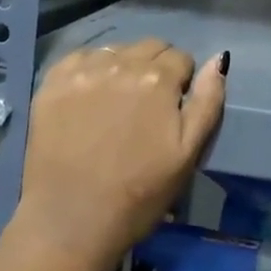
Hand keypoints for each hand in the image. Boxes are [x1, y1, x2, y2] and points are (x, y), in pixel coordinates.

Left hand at [11, 40, 227, 270]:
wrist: (71, 223)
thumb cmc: (140, 193)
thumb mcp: (189, 153)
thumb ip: (208, 101)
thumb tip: (218, 59)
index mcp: (159, 79)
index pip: (181, 58)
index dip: (182, 82)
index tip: (172, 109)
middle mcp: (121, 64)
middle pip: (150, 47)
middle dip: (155, 68)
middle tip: (146, 107)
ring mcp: (83, 71)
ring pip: (115, 50)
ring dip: (123, 67)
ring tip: (116, 103)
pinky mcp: (52, 84)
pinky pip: (79, 58)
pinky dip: (89, 70)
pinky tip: (87, 98)